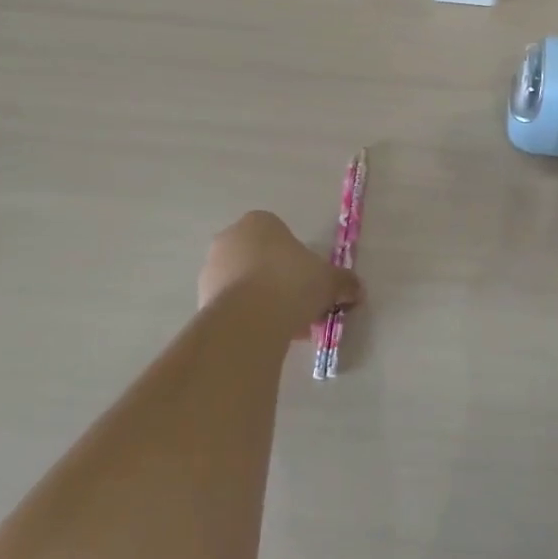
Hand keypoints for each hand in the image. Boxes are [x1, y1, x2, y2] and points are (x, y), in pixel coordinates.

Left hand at [198, 211, 362, 332]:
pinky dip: (248, 318)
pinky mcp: (201, 300)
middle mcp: (230, 239)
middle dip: (280, 282)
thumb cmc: (292, 283)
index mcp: (259, 222)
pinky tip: (266, 336)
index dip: (300, 262)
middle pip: (262, 260)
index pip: (282, 237)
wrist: (248, 320)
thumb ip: (344, 282)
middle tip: (301, 306)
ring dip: (264, 302)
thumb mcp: (329, 280)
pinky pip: (232, 306)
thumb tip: (356, 289)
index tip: (311, 285)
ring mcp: (211, 269)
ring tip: (286, 328)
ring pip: (246, 284)